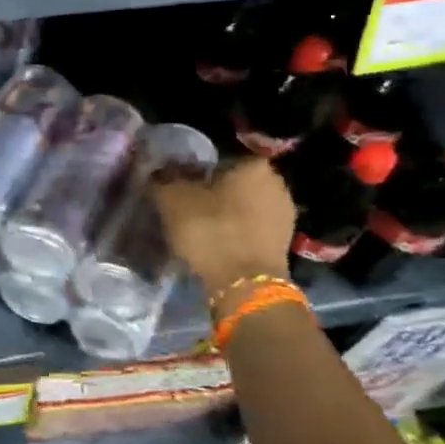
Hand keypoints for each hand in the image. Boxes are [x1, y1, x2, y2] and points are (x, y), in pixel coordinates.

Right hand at [151, 155, 296, 296]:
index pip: (219, 159)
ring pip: (245, 206)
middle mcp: (277, 182)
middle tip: (189, 208)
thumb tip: (159, 173)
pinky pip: (254, 228)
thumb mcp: (173, 200)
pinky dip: (238, 233)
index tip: (181, 189)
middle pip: (235, 183)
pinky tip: (220, 245)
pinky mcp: (285, 242)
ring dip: (227, 214)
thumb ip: (164, 180)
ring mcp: (285, 213)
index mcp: (253, 164)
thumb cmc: (211, 231)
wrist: (245, 284)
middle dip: (215, 193)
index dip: (196, 173)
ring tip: (202, 230)